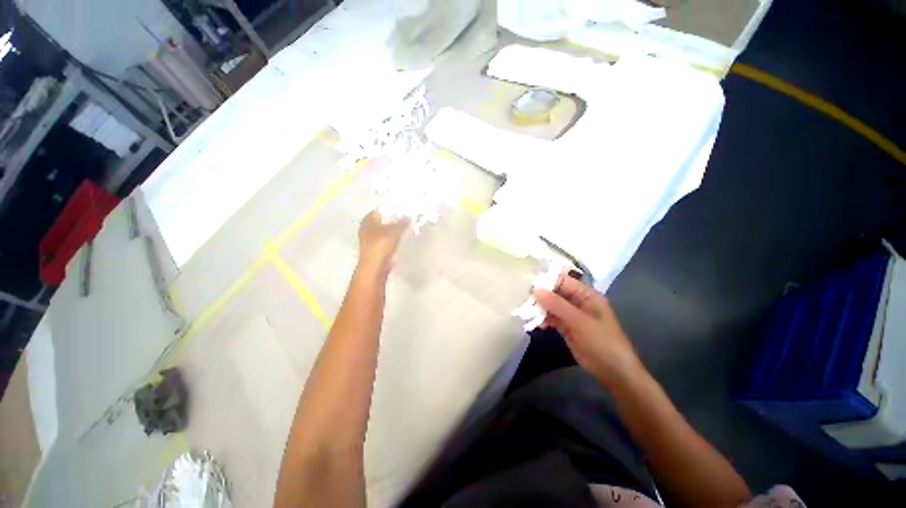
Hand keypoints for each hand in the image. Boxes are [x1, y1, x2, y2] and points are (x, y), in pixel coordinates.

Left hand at [357, 211, 408, 273]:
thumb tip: (409, 216)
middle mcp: (366, 229)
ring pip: (383, 231)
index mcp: (367, 222)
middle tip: (405, 217)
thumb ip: (402, 223)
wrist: (374, 269)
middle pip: (381, 221)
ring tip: (405, 227)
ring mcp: (370, 241)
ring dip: (393, 230)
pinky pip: (385, 241)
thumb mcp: (394, 232)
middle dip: (392, 219)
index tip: (400, 208)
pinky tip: (401, 239)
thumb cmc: (380, 247)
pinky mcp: (375, 250)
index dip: (388, 208)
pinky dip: (392, 239)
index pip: (378, 210)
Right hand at [534, 275, 642, 385]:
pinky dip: (543, 319)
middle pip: (555, 292)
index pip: (563, 280)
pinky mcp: (566, 327)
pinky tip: (536, 323)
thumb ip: (557, 305)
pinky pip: (552, 318)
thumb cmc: (602, 341)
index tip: (529, 284)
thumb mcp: (580, 321)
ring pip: (551, 305)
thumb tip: (535, 290)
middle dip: (541, 295)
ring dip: (540, 308)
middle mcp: (578, 301)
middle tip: (525, 299)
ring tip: (527, 312)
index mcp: (586, 294)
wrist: (613, 371)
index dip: (547, 280)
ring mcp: (571, 314)